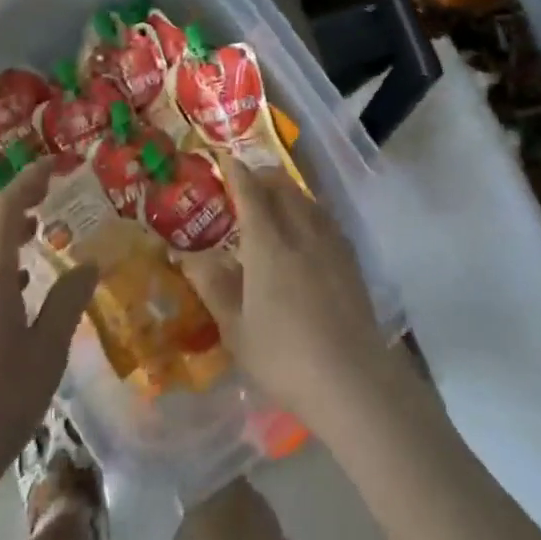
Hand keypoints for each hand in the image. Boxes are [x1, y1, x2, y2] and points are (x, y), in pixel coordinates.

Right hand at [179, 160, 399, 433]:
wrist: (353, 381)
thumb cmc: (284, 357)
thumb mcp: (236, 328)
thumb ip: (213, 286)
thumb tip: (186, 255)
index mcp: (269, 245)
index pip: (251, 195)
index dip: (237, 173)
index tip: (226, 158)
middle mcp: (302, 233)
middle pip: (284, 189)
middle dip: (264, 176)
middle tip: (247, 181)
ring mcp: (332, 246)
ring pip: (308, 201)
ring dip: (288, 191)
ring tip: (275, 200)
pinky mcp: (351, 262)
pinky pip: (325, 220)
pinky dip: (309, 211)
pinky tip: (307, 229)